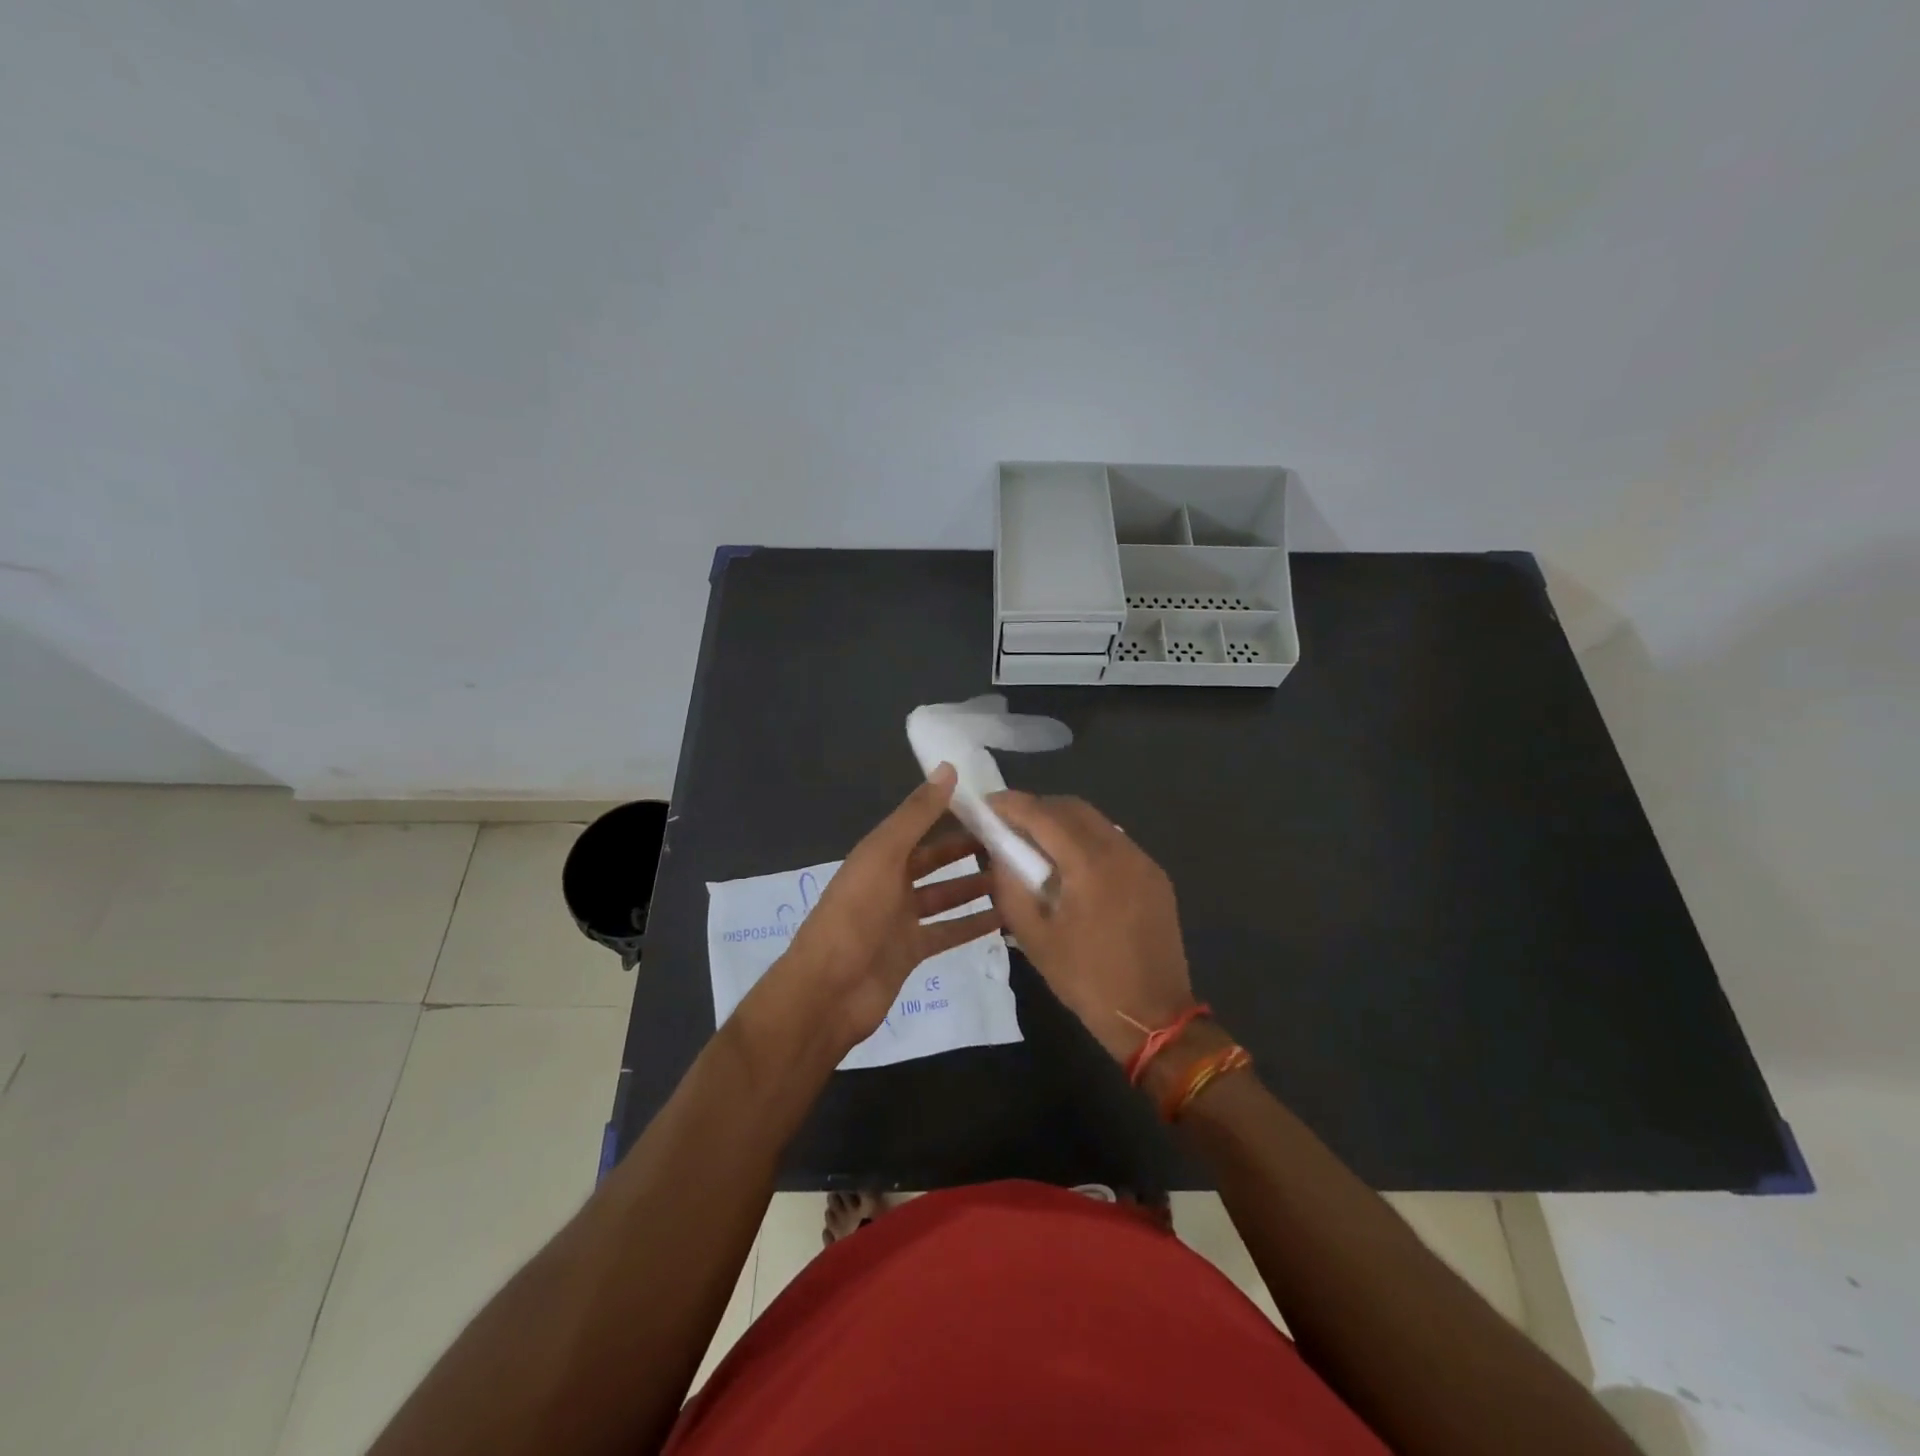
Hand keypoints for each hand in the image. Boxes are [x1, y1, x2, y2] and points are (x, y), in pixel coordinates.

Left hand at [779, 765, 1000, 1052]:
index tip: (992, 806)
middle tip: (1012, 842)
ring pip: (945, 896)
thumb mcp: (885, 855)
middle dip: (968, 850)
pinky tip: (1005, 917)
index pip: (920, 825)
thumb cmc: (855, 915)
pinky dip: (973, 924)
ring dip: (975, 886)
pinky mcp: (912, 951)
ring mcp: (901, 920)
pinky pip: (948, 932)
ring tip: (1016, 876)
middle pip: (935, 860)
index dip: (951, 813)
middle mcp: (890, 883)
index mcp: (879, 855)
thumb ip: (917, 814)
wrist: (829, 991)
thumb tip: (948, 768)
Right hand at [985, 792, 1195, 1062]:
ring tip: (1036, 844)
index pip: (1044, 816)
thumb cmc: (1087, 980)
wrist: (1153, 1016)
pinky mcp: (1155, 875)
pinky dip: (1086, 839)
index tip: (987, 804)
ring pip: (1096, 821)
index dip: (1011, 804)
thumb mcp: (1034, 937)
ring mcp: (1143, 861)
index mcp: (1089, 865)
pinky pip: (1114, 841)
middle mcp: (1120, 850)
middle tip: (1008, 824)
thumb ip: (1010, 887)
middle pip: (1072, 808)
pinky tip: (1071, 864)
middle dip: (1037, 808)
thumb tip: (998, 852)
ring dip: (1062, 822)